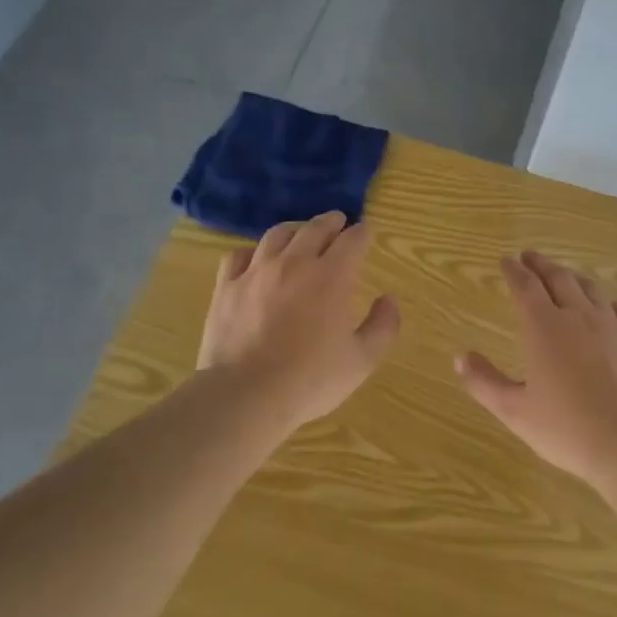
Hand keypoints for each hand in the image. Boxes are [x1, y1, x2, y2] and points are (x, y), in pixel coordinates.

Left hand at [197, 211, 399, 432]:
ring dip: (295, 229)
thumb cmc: (310, 380)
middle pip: (315, 228)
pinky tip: (257, 259)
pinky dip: (254, 251)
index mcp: (332, 276)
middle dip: (331, 222)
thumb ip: (383, 326)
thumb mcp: (362, 360)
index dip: (363, 233)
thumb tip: (388, 299)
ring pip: (277, 234)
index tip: (366, 233)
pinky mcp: (227, 287)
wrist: (246, 395)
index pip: (353, 240)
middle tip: (338, 222)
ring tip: (301, 232)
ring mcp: (257, 272)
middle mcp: (295, 263)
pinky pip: (239, 255)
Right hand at [455, 250, 616, 481]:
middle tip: (530, 257)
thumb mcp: (514, 411)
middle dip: (541, 265)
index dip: (513, 270)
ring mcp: (613, 326)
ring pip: (591, 289)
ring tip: (564, 275)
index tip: (506, 261)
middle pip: (558, 278)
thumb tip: (460, 357)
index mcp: (544, 328)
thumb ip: (484, 382)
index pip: (525, 286)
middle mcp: (578, 316)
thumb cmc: (566, 429)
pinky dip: (613, 302)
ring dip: (573, 277)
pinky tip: (611, 307)